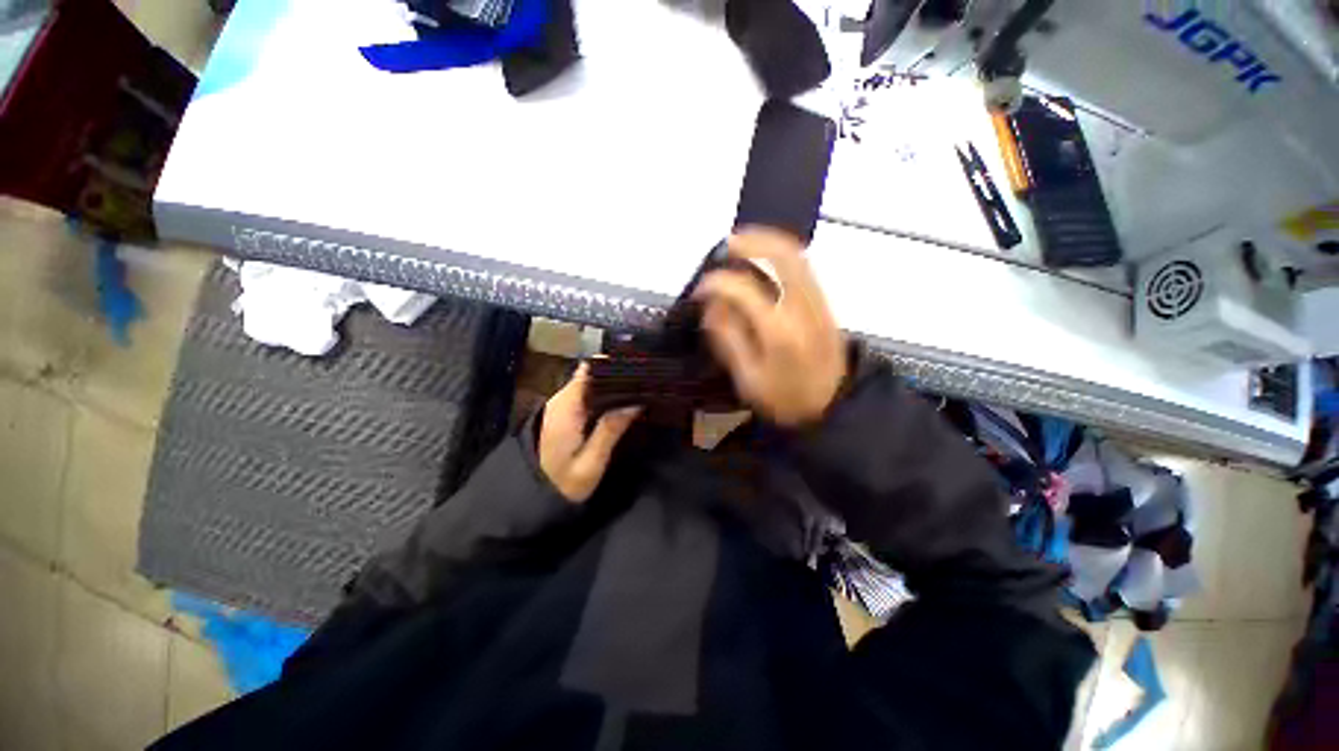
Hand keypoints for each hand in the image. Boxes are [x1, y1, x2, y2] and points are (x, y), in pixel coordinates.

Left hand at [539, 363, 640, 502]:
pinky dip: (603, 396)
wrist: (530, 499)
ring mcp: (560, 406)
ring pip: (589, 384)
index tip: (639, 367)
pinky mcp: (562, 415)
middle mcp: (561, 400)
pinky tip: (621, 403)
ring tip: (639, 389)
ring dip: (611, 386)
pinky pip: (585, 396)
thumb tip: (636, 402)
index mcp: (567, 407)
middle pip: (591, 374)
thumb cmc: (562, 484)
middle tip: (646, 381)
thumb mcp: (591, 462)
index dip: (614, 365)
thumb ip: (610, 430)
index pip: (590, 370)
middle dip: (617, 375)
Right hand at [694, 228, 846, 427]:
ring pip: (796, 255)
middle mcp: (801, 307)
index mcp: (778, 331)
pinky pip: (805, 265)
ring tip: (743, 242)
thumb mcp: (748, 380)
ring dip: (768, 241)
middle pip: (779, 257)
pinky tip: (766, 256)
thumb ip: (729, 340)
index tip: (700, 290)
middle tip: (725, 246)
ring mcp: (817, 301)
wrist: (833, 406)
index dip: (717, 284)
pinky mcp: (824, 302)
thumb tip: (712, 307)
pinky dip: (783, 252)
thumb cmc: (786, 398)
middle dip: (749, 244)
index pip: (744, 290)